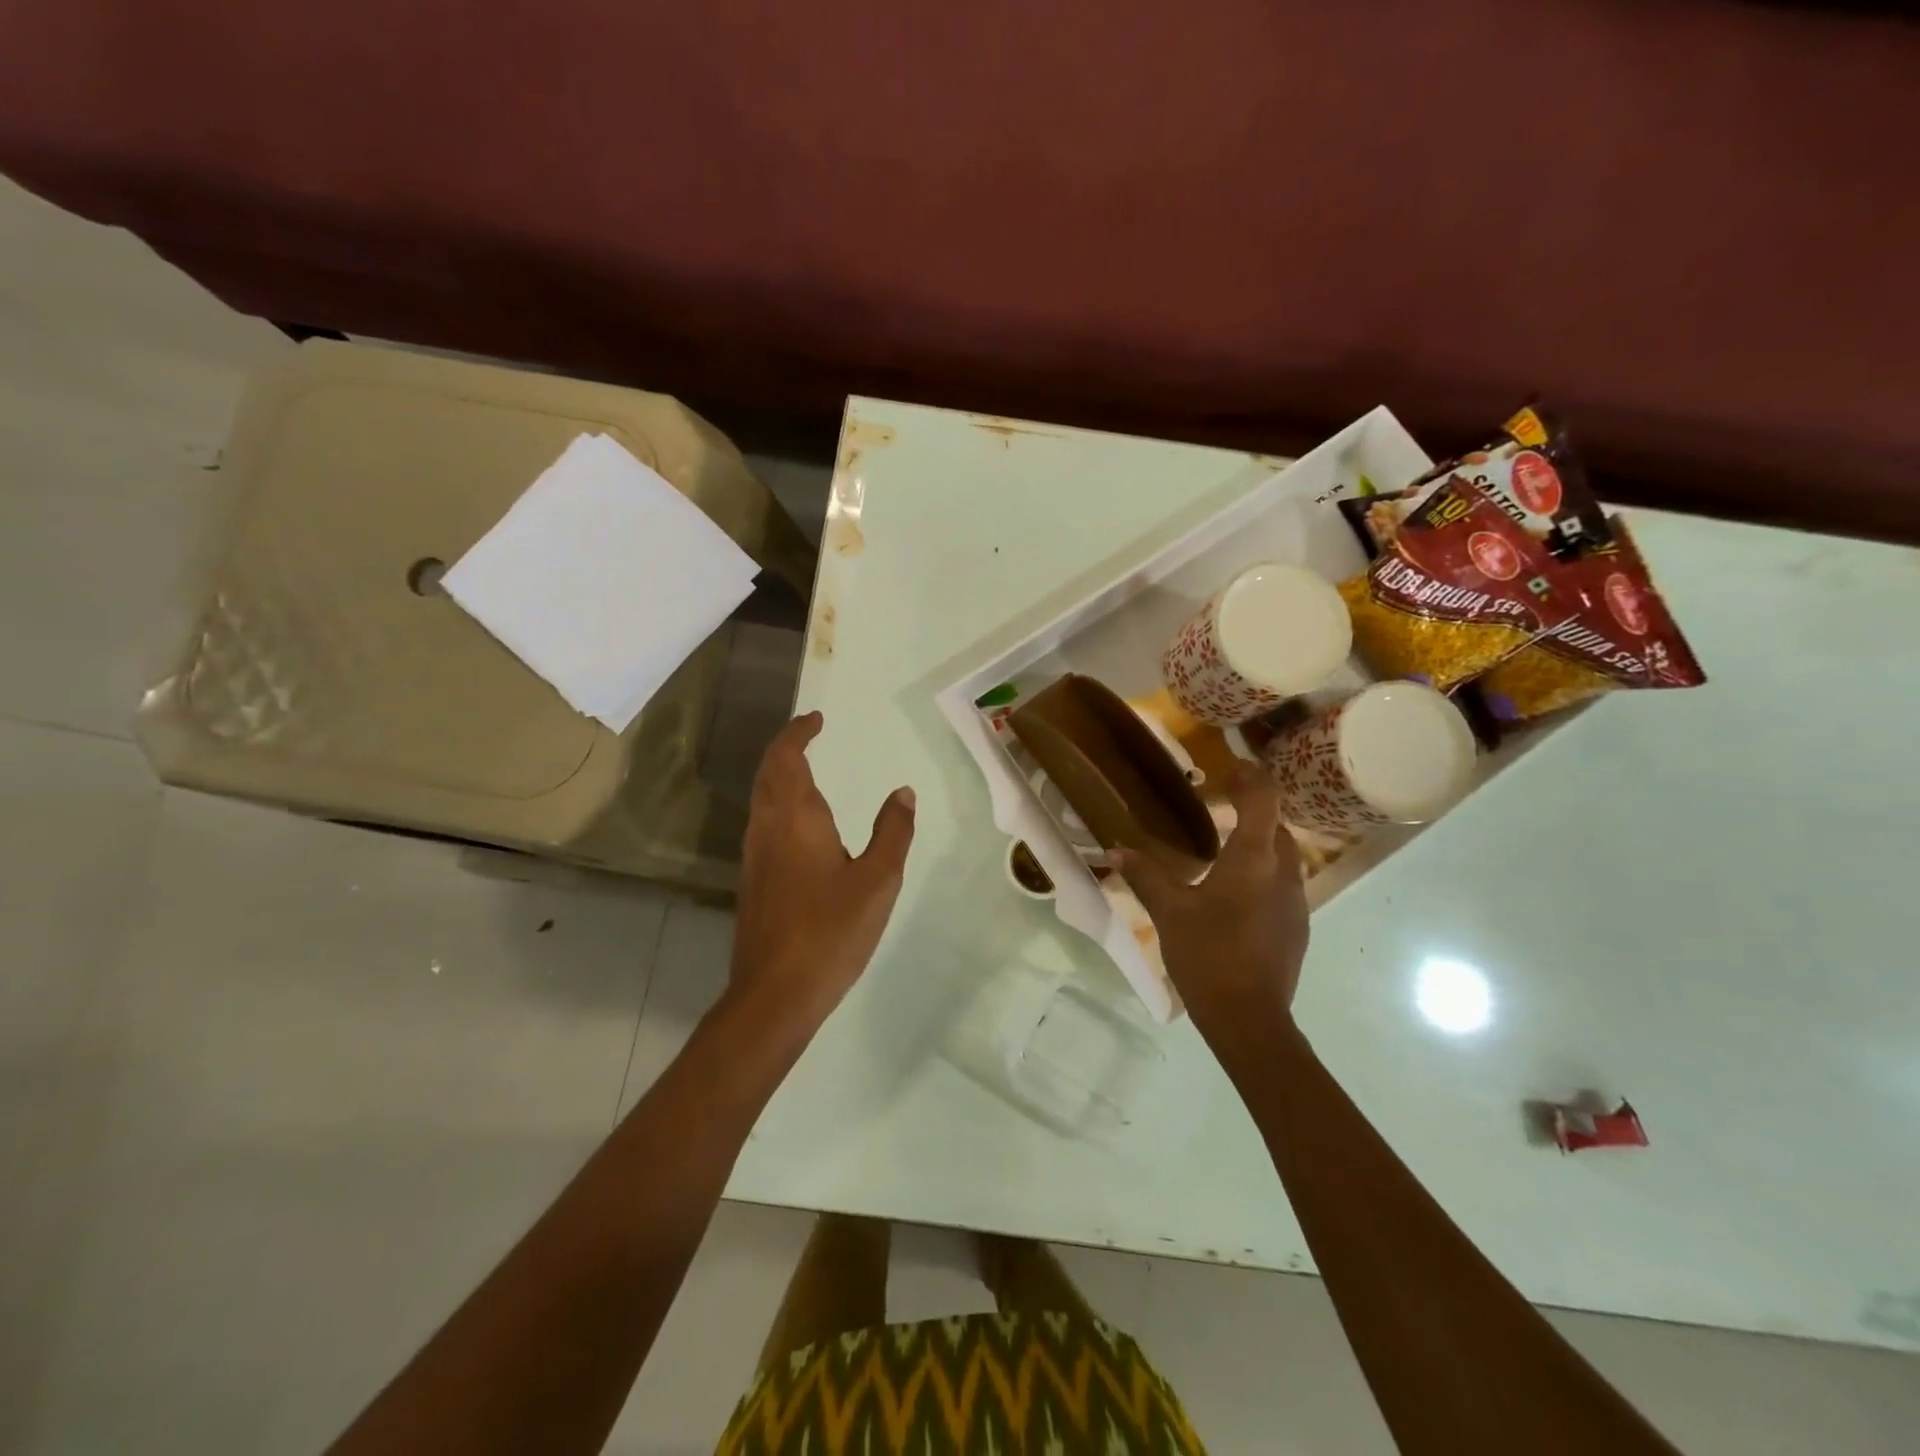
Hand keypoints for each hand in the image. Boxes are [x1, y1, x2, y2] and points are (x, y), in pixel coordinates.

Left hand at [726, 712, 916, 1032]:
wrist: (775, 994)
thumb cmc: (831, 931)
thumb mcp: (878, 880)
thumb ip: (892, 832)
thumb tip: (902, 792)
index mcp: (795, 818)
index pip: (788, 757)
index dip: (798, 733)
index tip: (817, 719)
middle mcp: (767, 828)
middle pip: (768, 773)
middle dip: (786, 748)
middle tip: (809, 734)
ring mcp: (754, 857)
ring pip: (761, 799)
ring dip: (779, 775)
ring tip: (807, 771)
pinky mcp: (752, 882)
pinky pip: (763, 824)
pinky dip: (779, 804)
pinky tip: (800, 827)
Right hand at [1111, 764, 1307, 1033]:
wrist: (1250, 1019)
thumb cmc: (1209, 955)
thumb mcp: (1169, 912)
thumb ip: (1145, 875)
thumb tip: (1115, 850)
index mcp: (1254, 859)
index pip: (1264, 797)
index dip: (1250, 775)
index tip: (1228, 767)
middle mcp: (1284, 872)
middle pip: (1275, 824)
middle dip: (1249, 807)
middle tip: (1213, 805)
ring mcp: (1296, 901)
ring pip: (1281, 854)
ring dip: (1256, 841)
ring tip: (1219, 846)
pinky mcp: (1296, 926)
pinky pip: (1281, 881)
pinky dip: (1260, 870)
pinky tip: (1231, 891)